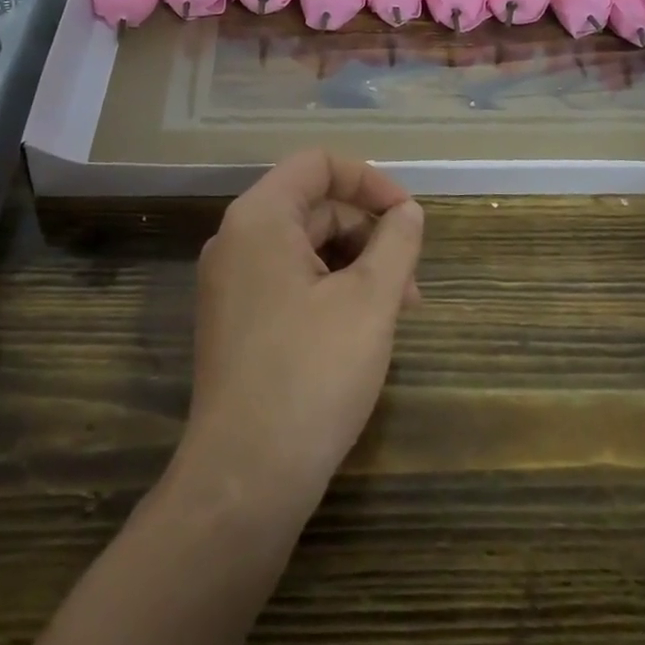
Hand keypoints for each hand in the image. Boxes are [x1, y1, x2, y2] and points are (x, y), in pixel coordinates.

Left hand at [178, 150, 424, 516]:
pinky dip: (331, 291)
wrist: (244, 479)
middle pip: (313, 207)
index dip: (369, 180)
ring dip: (356, 266)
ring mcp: (231, 285)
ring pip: (305, 249)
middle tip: (412, 282)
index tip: (410, 216)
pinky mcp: (236, 323)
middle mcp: (235, 241)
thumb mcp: (370, 301)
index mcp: (258, 219)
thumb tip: (407, 212)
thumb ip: (397, 242)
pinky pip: (290, 282)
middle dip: (369, 233)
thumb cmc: (311, 375)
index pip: (317, 165)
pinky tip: (363, 329)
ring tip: (399, 309)